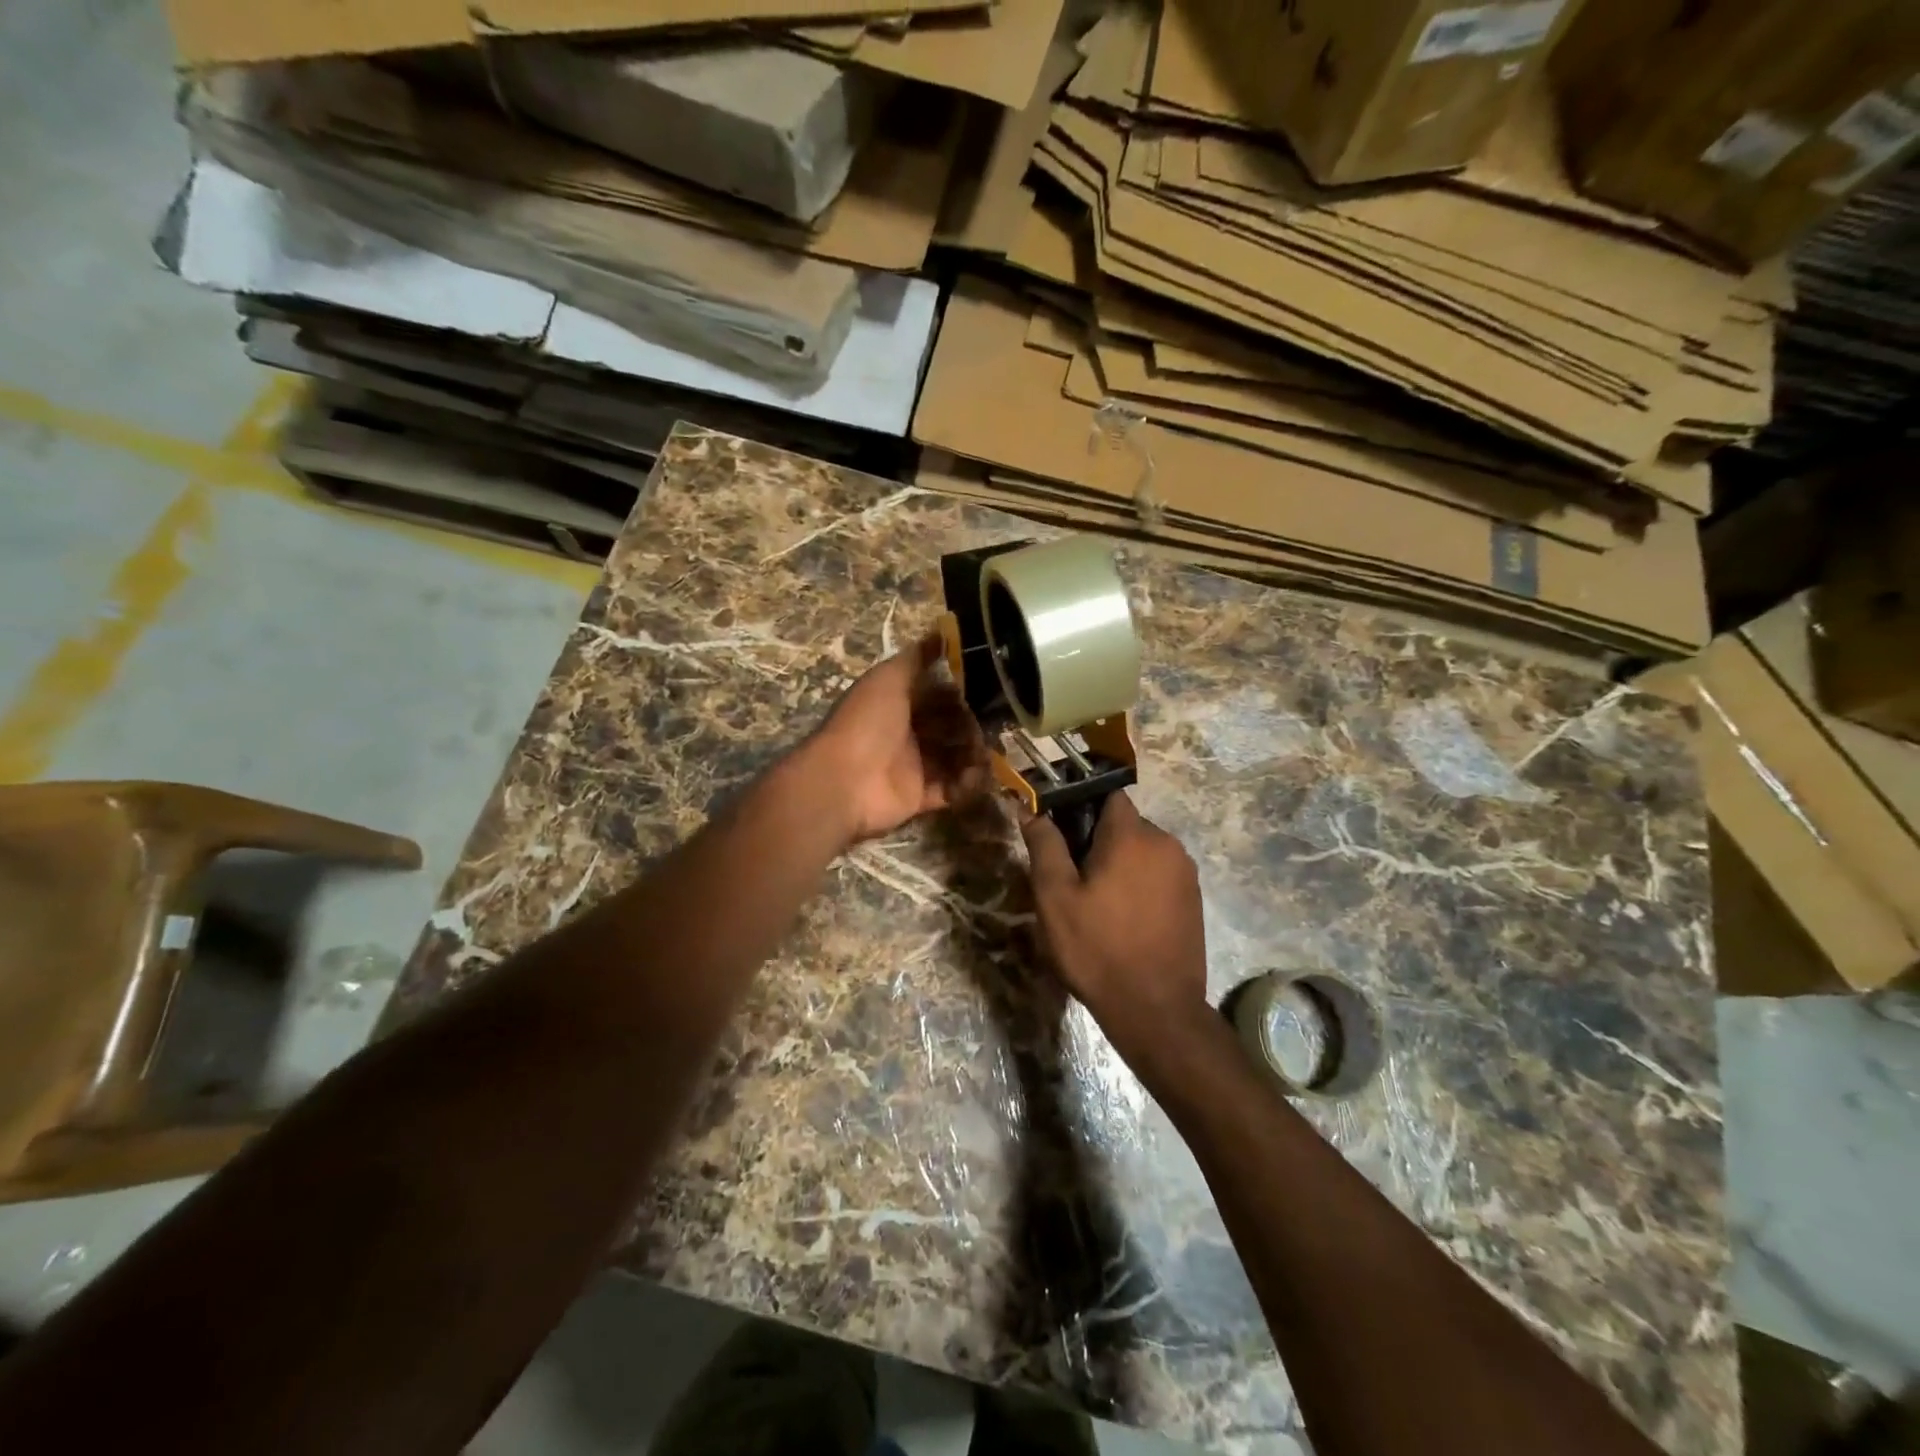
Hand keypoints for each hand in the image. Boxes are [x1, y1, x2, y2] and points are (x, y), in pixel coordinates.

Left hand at [809, 631, 987, 844]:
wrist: (842, 781)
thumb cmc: (867, 723)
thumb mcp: (889, 678)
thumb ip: (916, 657)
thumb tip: (943, 629)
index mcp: (898, 703)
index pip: (939, 694)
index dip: (963, 691)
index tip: (991, 688)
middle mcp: (907, 732)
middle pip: (951, 726)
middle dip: (973, 724)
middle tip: (994, 725)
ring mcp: (914, 766)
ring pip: (955, 757)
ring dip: (975, 754)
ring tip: (986, 752)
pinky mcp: (919, 796)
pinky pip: (952, 789)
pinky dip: (967, 784)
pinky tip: (978, 776)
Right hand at [1022, 793, 1208, 1061]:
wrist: (1156, 1010)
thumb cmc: (1097, 948)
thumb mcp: (1056, 897)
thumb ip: (1044, 845)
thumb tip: (1029, 807)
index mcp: (1132, 835)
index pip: (1105, 794)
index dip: (1079, 806)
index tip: (1059, 832)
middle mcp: (1166, 843)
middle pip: (1123, 824)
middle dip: (1097, 841)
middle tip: (1072, 878)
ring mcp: (1185, 872)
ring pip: (1142, 850)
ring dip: (1119, 864)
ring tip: (1097, 904)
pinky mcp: (1193, 899)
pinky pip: (1159, 874)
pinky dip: (1139, 884)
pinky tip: (1123, 919)